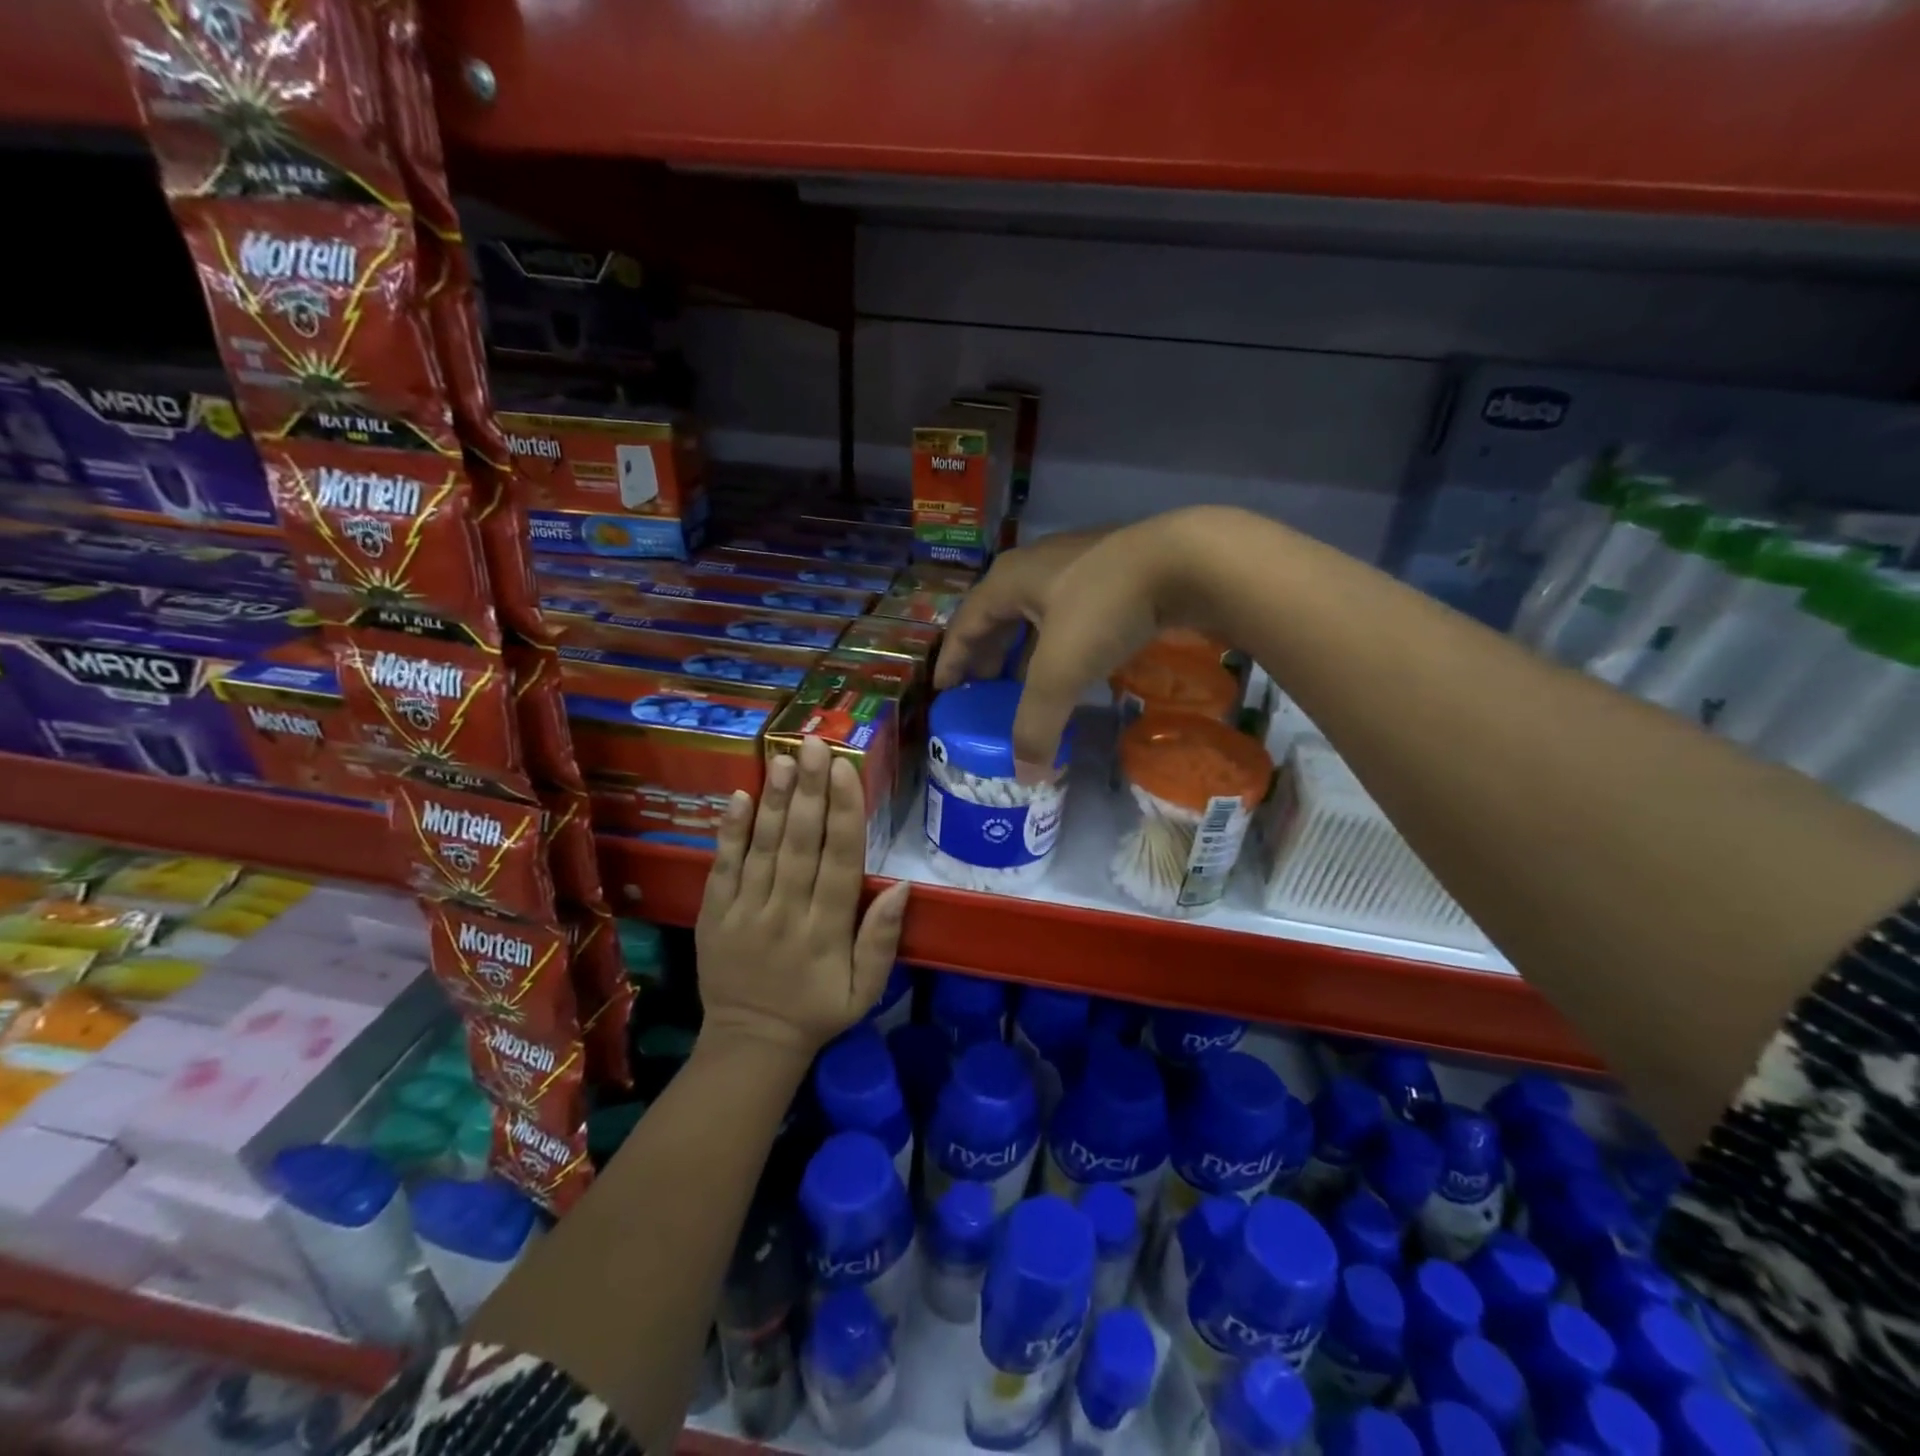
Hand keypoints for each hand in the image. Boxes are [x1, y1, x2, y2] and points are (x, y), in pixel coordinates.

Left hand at [696, 735, 910, 1058]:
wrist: (750, 1042)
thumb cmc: (818, 1011)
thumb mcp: (866, 990)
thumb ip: (882, 939)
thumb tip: (903, 886)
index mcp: (827, 932)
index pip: (840, 862)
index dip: (844, 814)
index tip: (845, 771)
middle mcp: (787, 914)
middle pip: (800, 844)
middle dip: (808, 792)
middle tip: (814, 745)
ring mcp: (746, 912)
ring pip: (762, 849)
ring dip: (773, 801)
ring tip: (782, 758)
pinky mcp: (714, 915)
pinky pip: (722, 868)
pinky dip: (729, 832)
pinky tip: (738, 797)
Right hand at [933, 510, 1217, 773]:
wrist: (1186, 561)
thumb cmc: (1104, 609)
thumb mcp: (1060, 673)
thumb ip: (1036, 725)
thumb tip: (1026, 775)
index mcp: (1007, 582)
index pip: (965, 625)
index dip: (952, 660)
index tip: (944, 691)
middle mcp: (1034, 567)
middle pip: (996, 617)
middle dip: (986, 656)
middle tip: (982, 692)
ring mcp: (1075, 565)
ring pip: (1034, 614)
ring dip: (1022, 649)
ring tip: (1021, 683)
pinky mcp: (1111, 572)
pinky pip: (1066, 613)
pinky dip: (1056, 642)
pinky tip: (1070, 663)